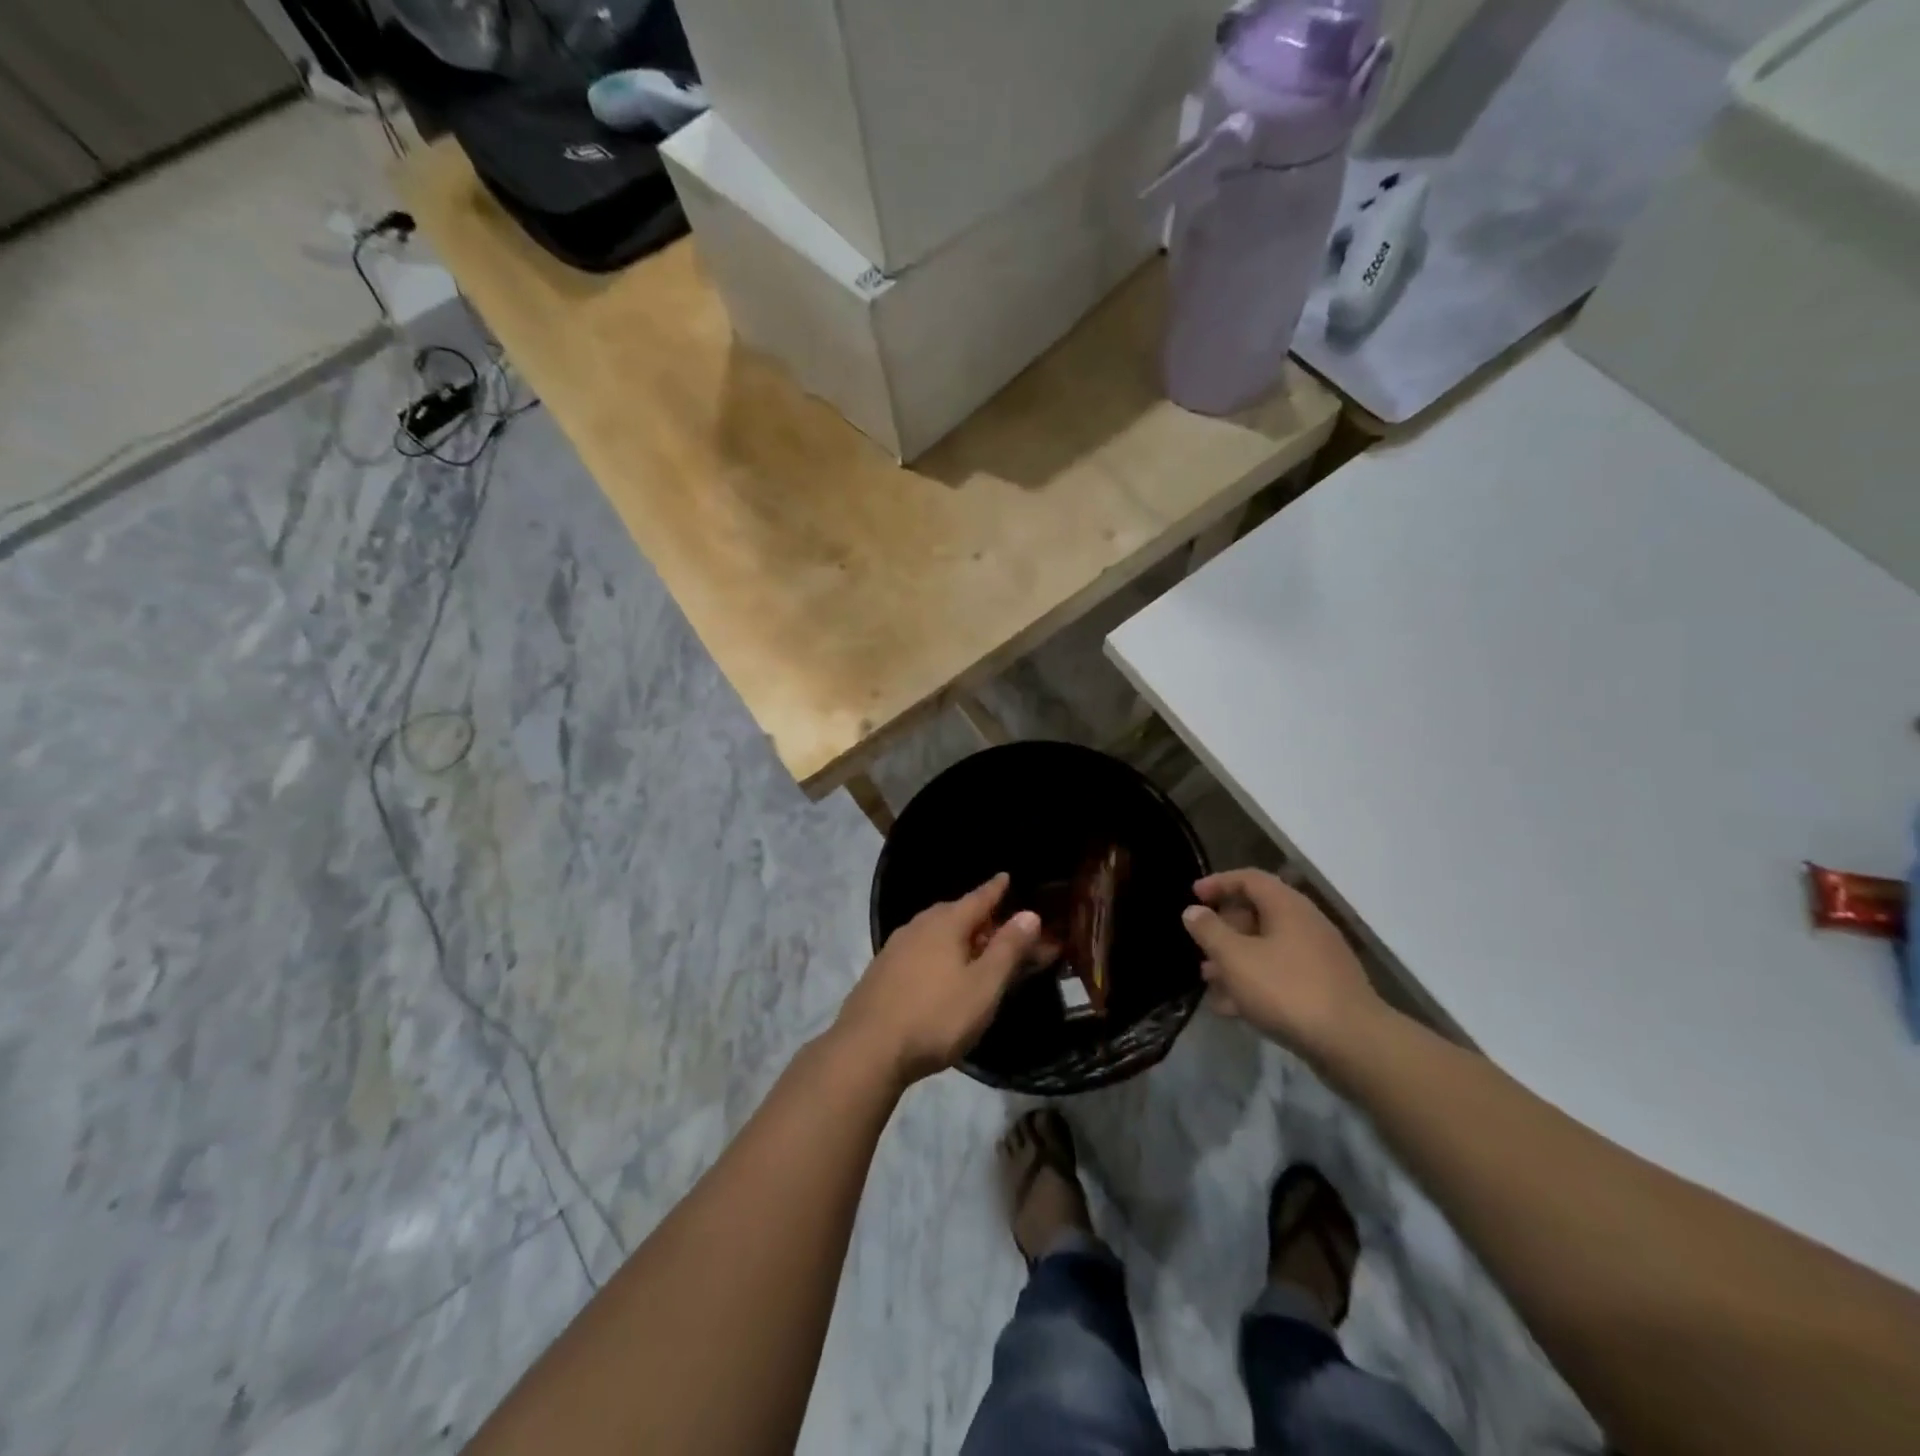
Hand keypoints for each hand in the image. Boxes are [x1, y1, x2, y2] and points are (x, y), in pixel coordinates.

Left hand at [835, 873, 1041, 1087]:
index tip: (1006, 877)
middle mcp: (918, 926)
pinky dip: (937, 952)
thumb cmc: (936, 1016)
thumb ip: (1008, 949)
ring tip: (971, 947)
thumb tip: (1029, 913)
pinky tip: (938, 970)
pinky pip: (919, 949)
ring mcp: (895, 947)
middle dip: (977, 915)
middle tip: (997, 922)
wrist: (867, 1049)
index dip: (996, 889)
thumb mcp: (984, 986)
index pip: (978, 897)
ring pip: (934, 931)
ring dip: (956, 935)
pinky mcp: (881, 971)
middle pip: (954, 912)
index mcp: (946, 923)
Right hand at [1182, 868, 1383, 1058]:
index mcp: (1287, 906)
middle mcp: (1306, 924)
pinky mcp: (1323, 989)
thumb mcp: (1235, 958)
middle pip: (1258, 913)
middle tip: (1200, 943)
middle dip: (1224, 927)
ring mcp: (1318, 958)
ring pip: (1267, 948)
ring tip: (1208, 979)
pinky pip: (1280, 975)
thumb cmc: (1286, 990)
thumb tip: (1193, 911)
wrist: (1352, 1044)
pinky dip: (1254, 982)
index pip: (1249, 879)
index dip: (1218, 882)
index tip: (1193, 895)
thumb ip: (1210, 931)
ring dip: (1235, 959)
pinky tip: (1232, 1008)